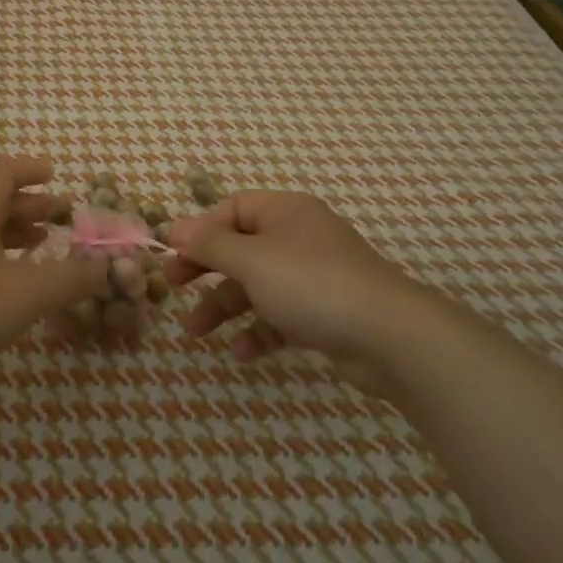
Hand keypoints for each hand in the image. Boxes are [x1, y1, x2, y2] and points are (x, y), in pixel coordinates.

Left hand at [0, 158, 110, 387]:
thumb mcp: (26, 293)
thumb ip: (71, 279)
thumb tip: (110, 268)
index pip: (3, 173)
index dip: (31, 170)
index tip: (55, 174)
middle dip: (29, 206)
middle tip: (61, 217)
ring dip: (12, 234)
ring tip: (41, 246)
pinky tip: (6, 286)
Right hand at [167, 191, 444, 390]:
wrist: (390, 336)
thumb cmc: (311, 284)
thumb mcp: (251, 260)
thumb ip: (210, 244)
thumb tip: (174, 227)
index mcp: (284, 212)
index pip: (231, 209)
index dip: (200, 230)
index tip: (172, 255)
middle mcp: (298, 238)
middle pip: (240, 247)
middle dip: (206, 270)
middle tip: (173, 287)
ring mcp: (313, 277)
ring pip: (256, 285)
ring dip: (224, 306)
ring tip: (196, 333)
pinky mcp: (324, 313)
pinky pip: (280, 315)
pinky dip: (259, 330)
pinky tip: (243, 353)